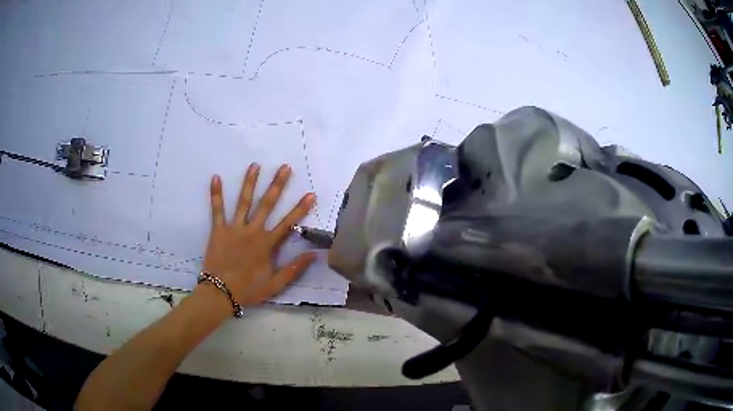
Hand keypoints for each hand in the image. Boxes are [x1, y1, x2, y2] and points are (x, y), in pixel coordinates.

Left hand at [200, 163, 315, 304]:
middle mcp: (252, 231)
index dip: (300, 208)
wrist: (221, 293)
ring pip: (244, 202)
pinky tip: (215, 177)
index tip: (310, 194)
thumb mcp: (276, 284)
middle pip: (267, 205)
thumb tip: (314, 254)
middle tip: (284, 167)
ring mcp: (234, 228)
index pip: (288, 223)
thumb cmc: (249, 289)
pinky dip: (216, 194)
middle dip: (277, 185)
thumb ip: (295, 269)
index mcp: (267, 244)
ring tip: (255, 165)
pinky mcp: (218, 230)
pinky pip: (217, 210)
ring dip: (250, 182)